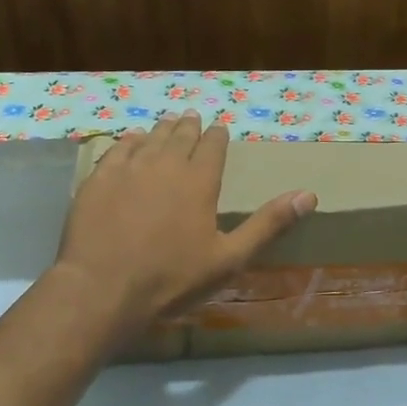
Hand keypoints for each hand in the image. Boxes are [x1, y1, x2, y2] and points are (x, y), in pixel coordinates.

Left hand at [52, 111, 316, 341]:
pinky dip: (128, 142)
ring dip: (161, 129)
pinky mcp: (97, 181)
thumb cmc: (172, 278)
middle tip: (192, 116)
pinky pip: (116, 150)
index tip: (219, 127)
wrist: (103, 289)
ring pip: (149, 139)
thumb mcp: (230, 258)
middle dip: (189, 127)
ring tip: (167, 122)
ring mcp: (128, 170)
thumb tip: (308, 195)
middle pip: (180, 137)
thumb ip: (268, 224)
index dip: (217, 136)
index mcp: (199, 181)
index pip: (212, 147)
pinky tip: (130, 140)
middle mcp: (165, 165)